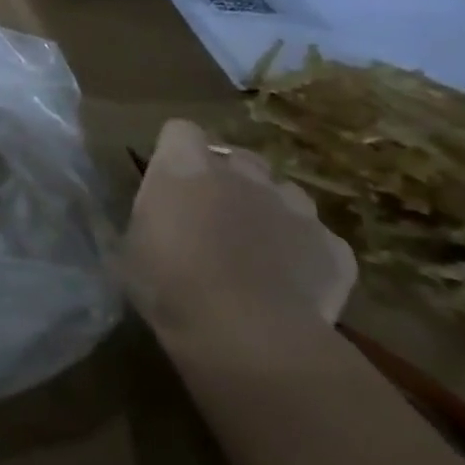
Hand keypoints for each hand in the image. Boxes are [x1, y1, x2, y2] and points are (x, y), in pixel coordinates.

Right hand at [120, 119, 356, 347]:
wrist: (247, 334)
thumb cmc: (168, 284)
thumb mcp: (129, 247)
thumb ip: (146, 217)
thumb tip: (149, 214)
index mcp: (186, 167)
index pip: (180, 130)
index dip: (175, 151)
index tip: (168, 179)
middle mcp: (243, 174)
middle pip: (237, 158)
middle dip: (226, 179)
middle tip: (210, 216)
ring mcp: (296, 208)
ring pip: (282, 194)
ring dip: (267, 211)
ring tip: (254, 249)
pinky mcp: (335, 248)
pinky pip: (317, 239)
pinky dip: (304, 253)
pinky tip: (288, 282)